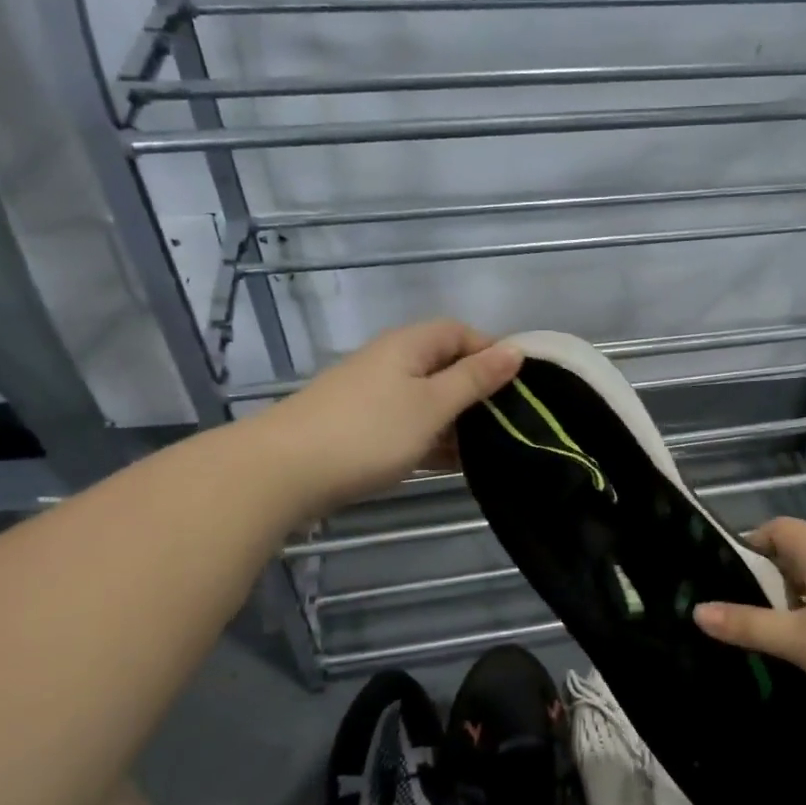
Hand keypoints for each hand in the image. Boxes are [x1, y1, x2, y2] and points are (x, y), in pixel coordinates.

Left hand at [260, 318, 520, 515]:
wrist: (284, 472)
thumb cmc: (369, 432)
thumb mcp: (432, 405)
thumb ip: (475, 379)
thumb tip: (515, 350)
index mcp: (408, 345)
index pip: (460, 332)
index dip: (492, 352)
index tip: (520, 386)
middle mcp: (390, 362)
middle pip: (444, 366)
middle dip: (478, 391)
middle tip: (510, 422)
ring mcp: (372, 396)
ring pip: (428, 400)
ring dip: (457, 420)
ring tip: (489, 448)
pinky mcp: (360, 428)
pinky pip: (409, 425)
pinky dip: (432, 439)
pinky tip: (453, 465)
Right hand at [692, 517, 805, 722]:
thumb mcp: (798, 641)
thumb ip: (748, 626)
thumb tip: (698, 610)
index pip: (780, 528)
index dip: (753, 542)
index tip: (731, 573)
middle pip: (799, 554)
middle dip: (771, 578)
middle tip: (747, 610)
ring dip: (798, 600)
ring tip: (780, 634)